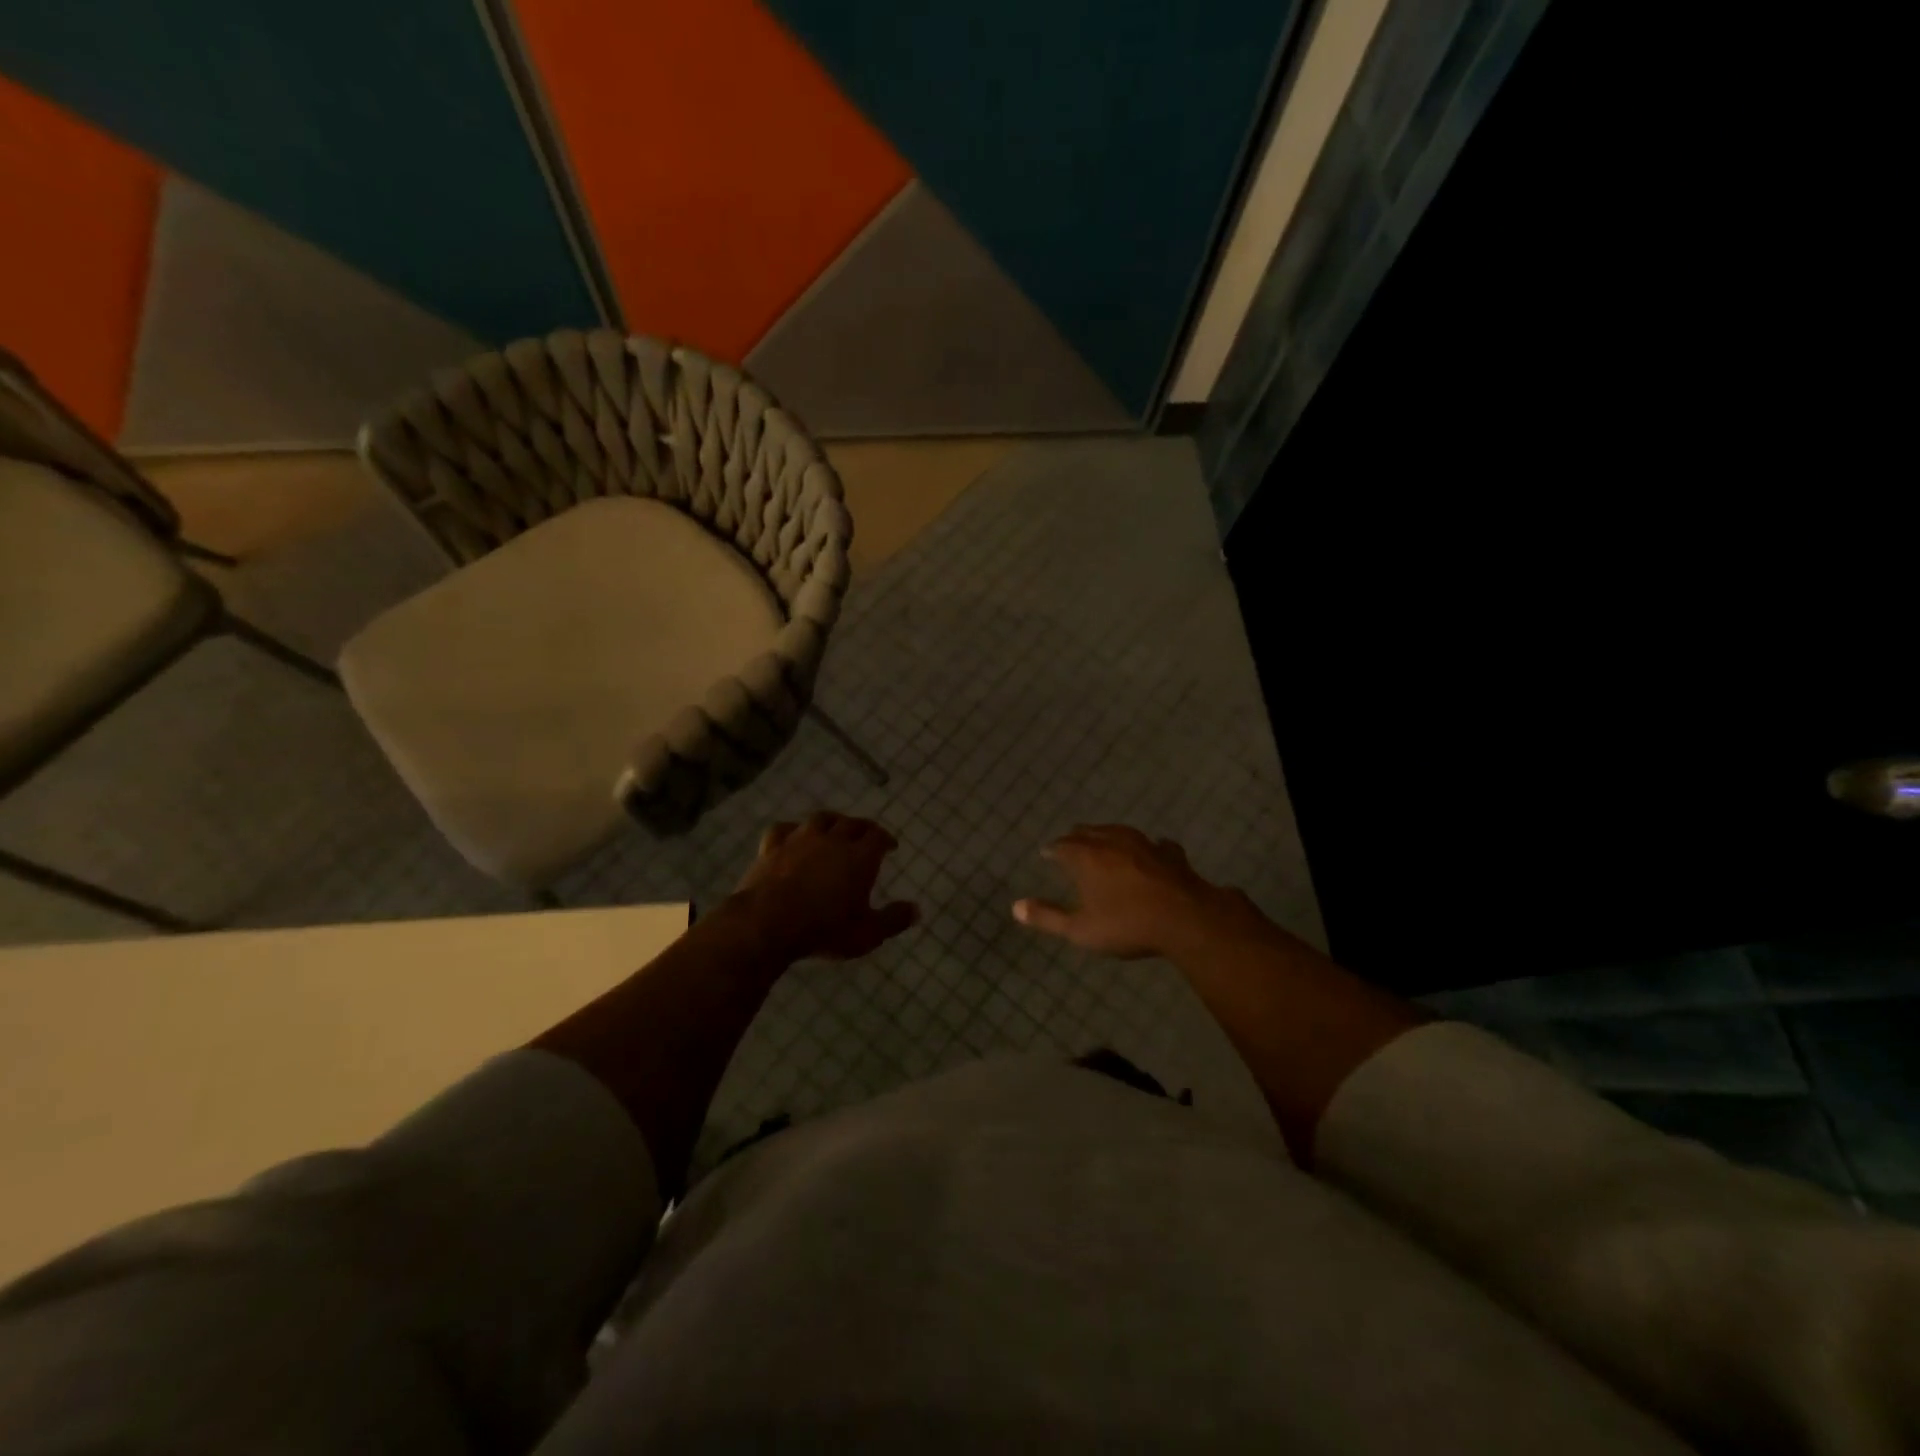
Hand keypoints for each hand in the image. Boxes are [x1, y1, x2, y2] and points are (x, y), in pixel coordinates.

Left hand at [734, 812, 918, 961]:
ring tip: (835, 828)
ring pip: (821, 819)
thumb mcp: (867, 934)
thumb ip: (893, 920)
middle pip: (852, 823)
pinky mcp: (773, 846)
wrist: (768, 922)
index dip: (886, 838)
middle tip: (866, 835)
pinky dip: (792, 830)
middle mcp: (833, 840)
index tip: (890, 846)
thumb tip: (917, 910)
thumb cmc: (824, 930)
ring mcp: (800, 839)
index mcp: (860, 857)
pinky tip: (793, 836)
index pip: (878, 837)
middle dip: (862, 827)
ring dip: (832, 821)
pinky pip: (784, 829)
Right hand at [1013, 824, 1251, 959]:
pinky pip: (1156, 843)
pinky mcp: (1171, 853)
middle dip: (1076, 837)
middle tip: (1069, 843)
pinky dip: (1148, 846)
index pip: (1062, 846)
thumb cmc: (1127, 925)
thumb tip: (1016, 907)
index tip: (1046, 853)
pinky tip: (1153, 849)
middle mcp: (1112, 842)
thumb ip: (1048, 917)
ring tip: (1103, 838)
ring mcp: (1144, 844)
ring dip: (1107, 834)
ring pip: (1119, 831)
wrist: (1185, 919)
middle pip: (1088, 832)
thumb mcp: (1081, 930)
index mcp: (1087, 857)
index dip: (1052, 850)